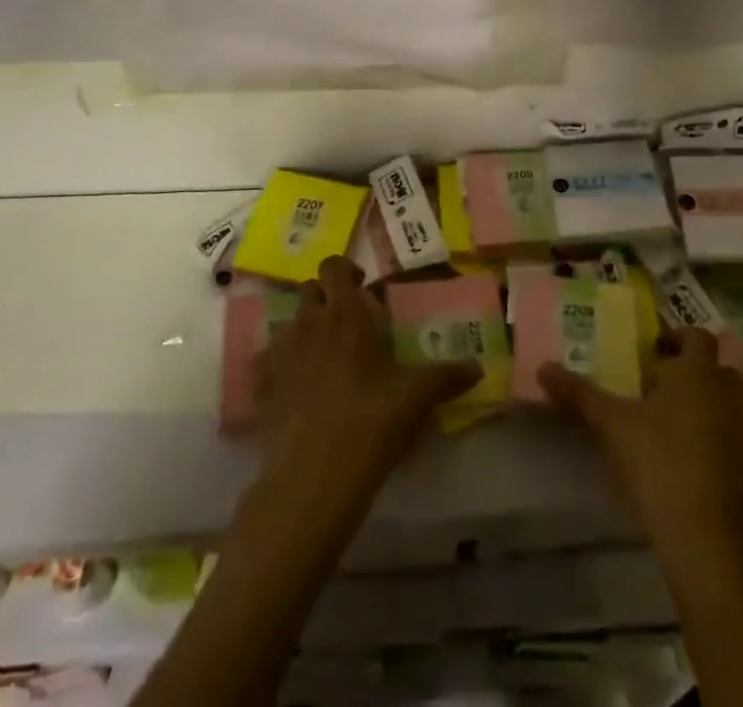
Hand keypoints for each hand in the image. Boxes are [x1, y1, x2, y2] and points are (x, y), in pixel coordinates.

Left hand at [254, 256, 480, 491]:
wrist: (313, 477)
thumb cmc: (371, 422)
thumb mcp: (416, 398)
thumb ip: (446, 377)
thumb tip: (477, 367)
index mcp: (345, 314)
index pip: (333, 266)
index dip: (345, 270)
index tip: (363, 289)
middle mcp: (309, 323)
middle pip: (309, 289)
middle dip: (325, 296)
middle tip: (349, 321)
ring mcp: (282, 353)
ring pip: (291, 322)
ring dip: (307, 328)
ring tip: (328, 356)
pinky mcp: (265, 386)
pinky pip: (271, 361)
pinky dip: (284, 365)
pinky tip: (301, 389)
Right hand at [540, 328, 742, 550]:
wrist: (704, 536)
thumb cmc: (658, 460)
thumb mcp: (611, 423)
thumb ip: (579, 393)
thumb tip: (543, 367)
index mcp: (698, 373)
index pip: (698, 336)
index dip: (677, 337)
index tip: (651, 351)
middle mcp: (727, 395)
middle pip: (717, 368)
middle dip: (691, 370)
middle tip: (656, 383)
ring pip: (727, 403)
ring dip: (704, 402)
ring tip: (666, 420)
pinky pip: (731, 437)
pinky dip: (713, 436)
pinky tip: (683, 456)